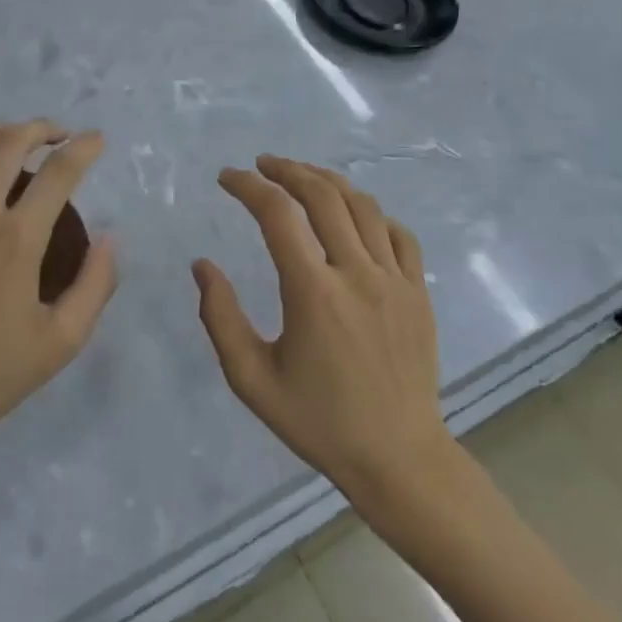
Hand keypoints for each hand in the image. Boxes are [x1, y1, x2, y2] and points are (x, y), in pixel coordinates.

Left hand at [0, 121, 116, 445]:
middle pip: (10, 142)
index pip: (59, 172)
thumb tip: (110, 240)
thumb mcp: (60, 342)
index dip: (84, 148)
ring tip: (10, 137)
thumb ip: (94, 286)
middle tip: (58, 134)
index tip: (96, 139)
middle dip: (41, 128)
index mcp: (17, 238)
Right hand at [192, 157, 454, 511]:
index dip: (248, 186)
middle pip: (322, 195)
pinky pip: (398, 233)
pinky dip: (372, 213)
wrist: (398, 457)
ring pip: (362, 205)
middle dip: (287, 169)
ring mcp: (395, 278)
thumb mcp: (252, 380)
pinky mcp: (418, 290)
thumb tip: (202, 265)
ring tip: (302, 177)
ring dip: (328, 181)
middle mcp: (356, 272)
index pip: (277, 214)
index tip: (227, 178)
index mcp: (313, 292)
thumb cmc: (318, 421)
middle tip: (262, 164)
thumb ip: (221, 318)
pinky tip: (354, 216)